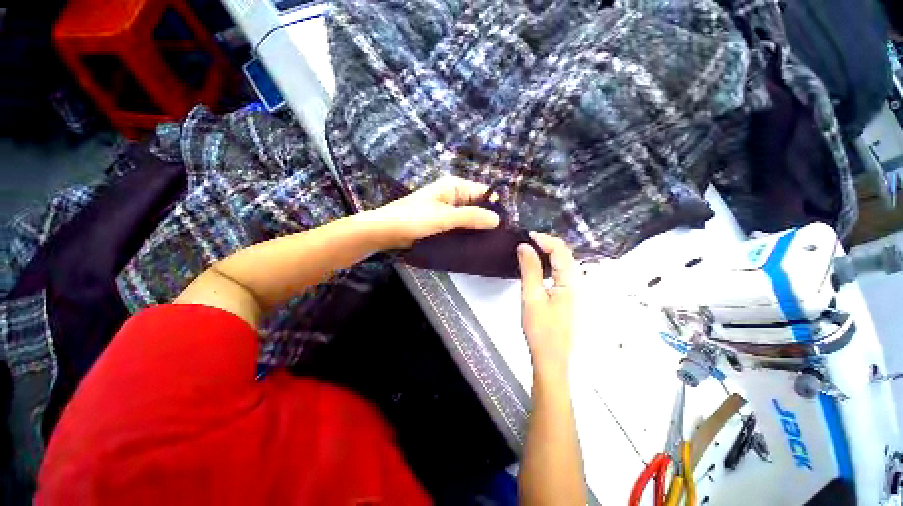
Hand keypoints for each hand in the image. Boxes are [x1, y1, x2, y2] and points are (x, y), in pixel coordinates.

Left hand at [361, 176, 500, 248]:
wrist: (384, 232)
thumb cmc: (413, 219)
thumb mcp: (444, 217)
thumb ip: (471, 217)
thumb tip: (497, 220)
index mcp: (454, 187)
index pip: (484, 192)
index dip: (496, 207)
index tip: (506, 226)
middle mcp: (453, 196)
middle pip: (478, 206)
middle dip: (487, 220)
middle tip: (500, 239)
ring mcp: (447, 211)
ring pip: (469, 218)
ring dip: (478, 229)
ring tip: (492, 244)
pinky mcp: (442, 223)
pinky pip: (460, 227)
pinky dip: (467, 234)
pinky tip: (475, 246)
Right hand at [517, 233, 575, 377]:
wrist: (551, 359)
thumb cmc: (541, 330)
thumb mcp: (531, 297)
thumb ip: (529, 269)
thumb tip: (524, 246)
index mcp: (570, 281)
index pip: (561, 250)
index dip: (544, 239)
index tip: (526, 236)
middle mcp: (576, 283)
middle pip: (565, 255)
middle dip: (546, 244)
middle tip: (525, 241)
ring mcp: (573, 291)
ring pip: (562, 263)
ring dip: (547, 253)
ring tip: (528, 250)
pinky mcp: (567, 297)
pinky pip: (559, 273)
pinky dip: (548, 264)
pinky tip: (536, 266)